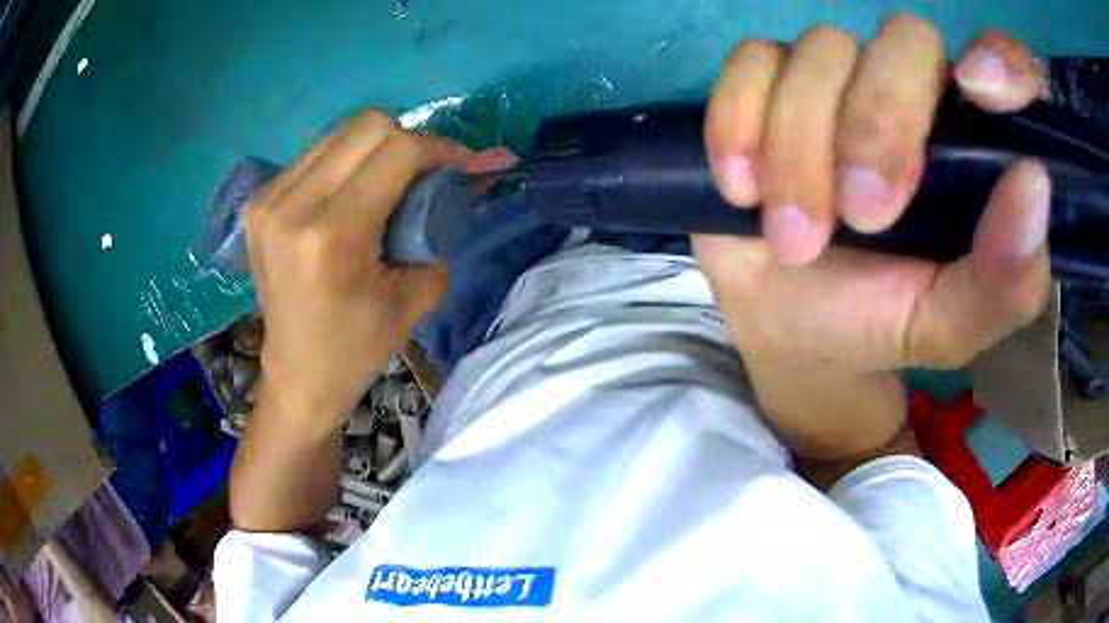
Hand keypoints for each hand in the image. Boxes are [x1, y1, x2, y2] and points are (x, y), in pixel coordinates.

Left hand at [245, 110, 513, 418]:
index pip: (397, 150)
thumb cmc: (360, 346)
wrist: (299, 372)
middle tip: (422, 175)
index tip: (458, 166)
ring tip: (387, 184)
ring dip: (375, 149)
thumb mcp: (417, 293)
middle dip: (408, 141)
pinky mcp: (258, 201)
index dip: (438, 148)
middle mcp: (293, 206)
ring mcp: (268, 200)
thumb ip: (441, 223)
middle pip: (367, 125)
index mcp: (332, 235)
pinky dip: (345, 162)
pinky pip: (315, 154)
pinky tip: (350, 194)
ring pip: (340, 133)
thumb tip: (469, 173)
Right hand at [693, 17, 1050, 459]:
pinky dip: (738, 123)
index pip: (1005, 65)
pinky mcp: (764, 82)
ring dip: (799, 148)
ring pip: (820, 51)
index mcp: (971, 147)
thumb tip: (1034, 184)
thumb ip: (1004, 282)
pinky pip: (750, 63)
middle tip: (860, 217)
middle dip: (878, 124)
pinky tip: (743, 188)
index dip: (999, 61)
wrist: (786, 329)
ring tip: (794, 238)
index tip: (979, 90)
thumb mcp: (948, 326)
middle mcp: (910, 92)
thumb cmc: (876, 323)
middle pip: (905, 41)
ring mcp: (834, 77)